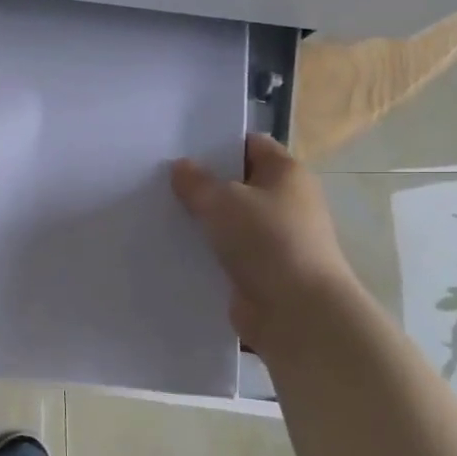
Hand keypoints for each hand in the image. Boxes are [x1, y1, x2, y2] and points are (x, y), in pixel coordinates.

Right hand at [171, 134, 360, 351]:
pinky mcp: (260, 270)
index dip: (218, 144)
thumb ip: (196, 182)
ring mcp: (274, 239)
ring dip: (201, 221)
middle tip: (160, 182)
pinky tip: (172, 250)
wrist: (297, 311)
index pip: (251, 145)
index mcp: (286, 174)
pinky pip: (226, 253)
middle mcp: (285, 202)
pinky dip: (204, 252)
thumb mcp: (223, 201)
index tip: (180, 149)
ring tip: (159, 214)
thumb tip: (181, 167)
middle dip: (202, 184)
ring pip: (229, 221)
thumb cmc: (267, 241)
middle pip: (238, 184)